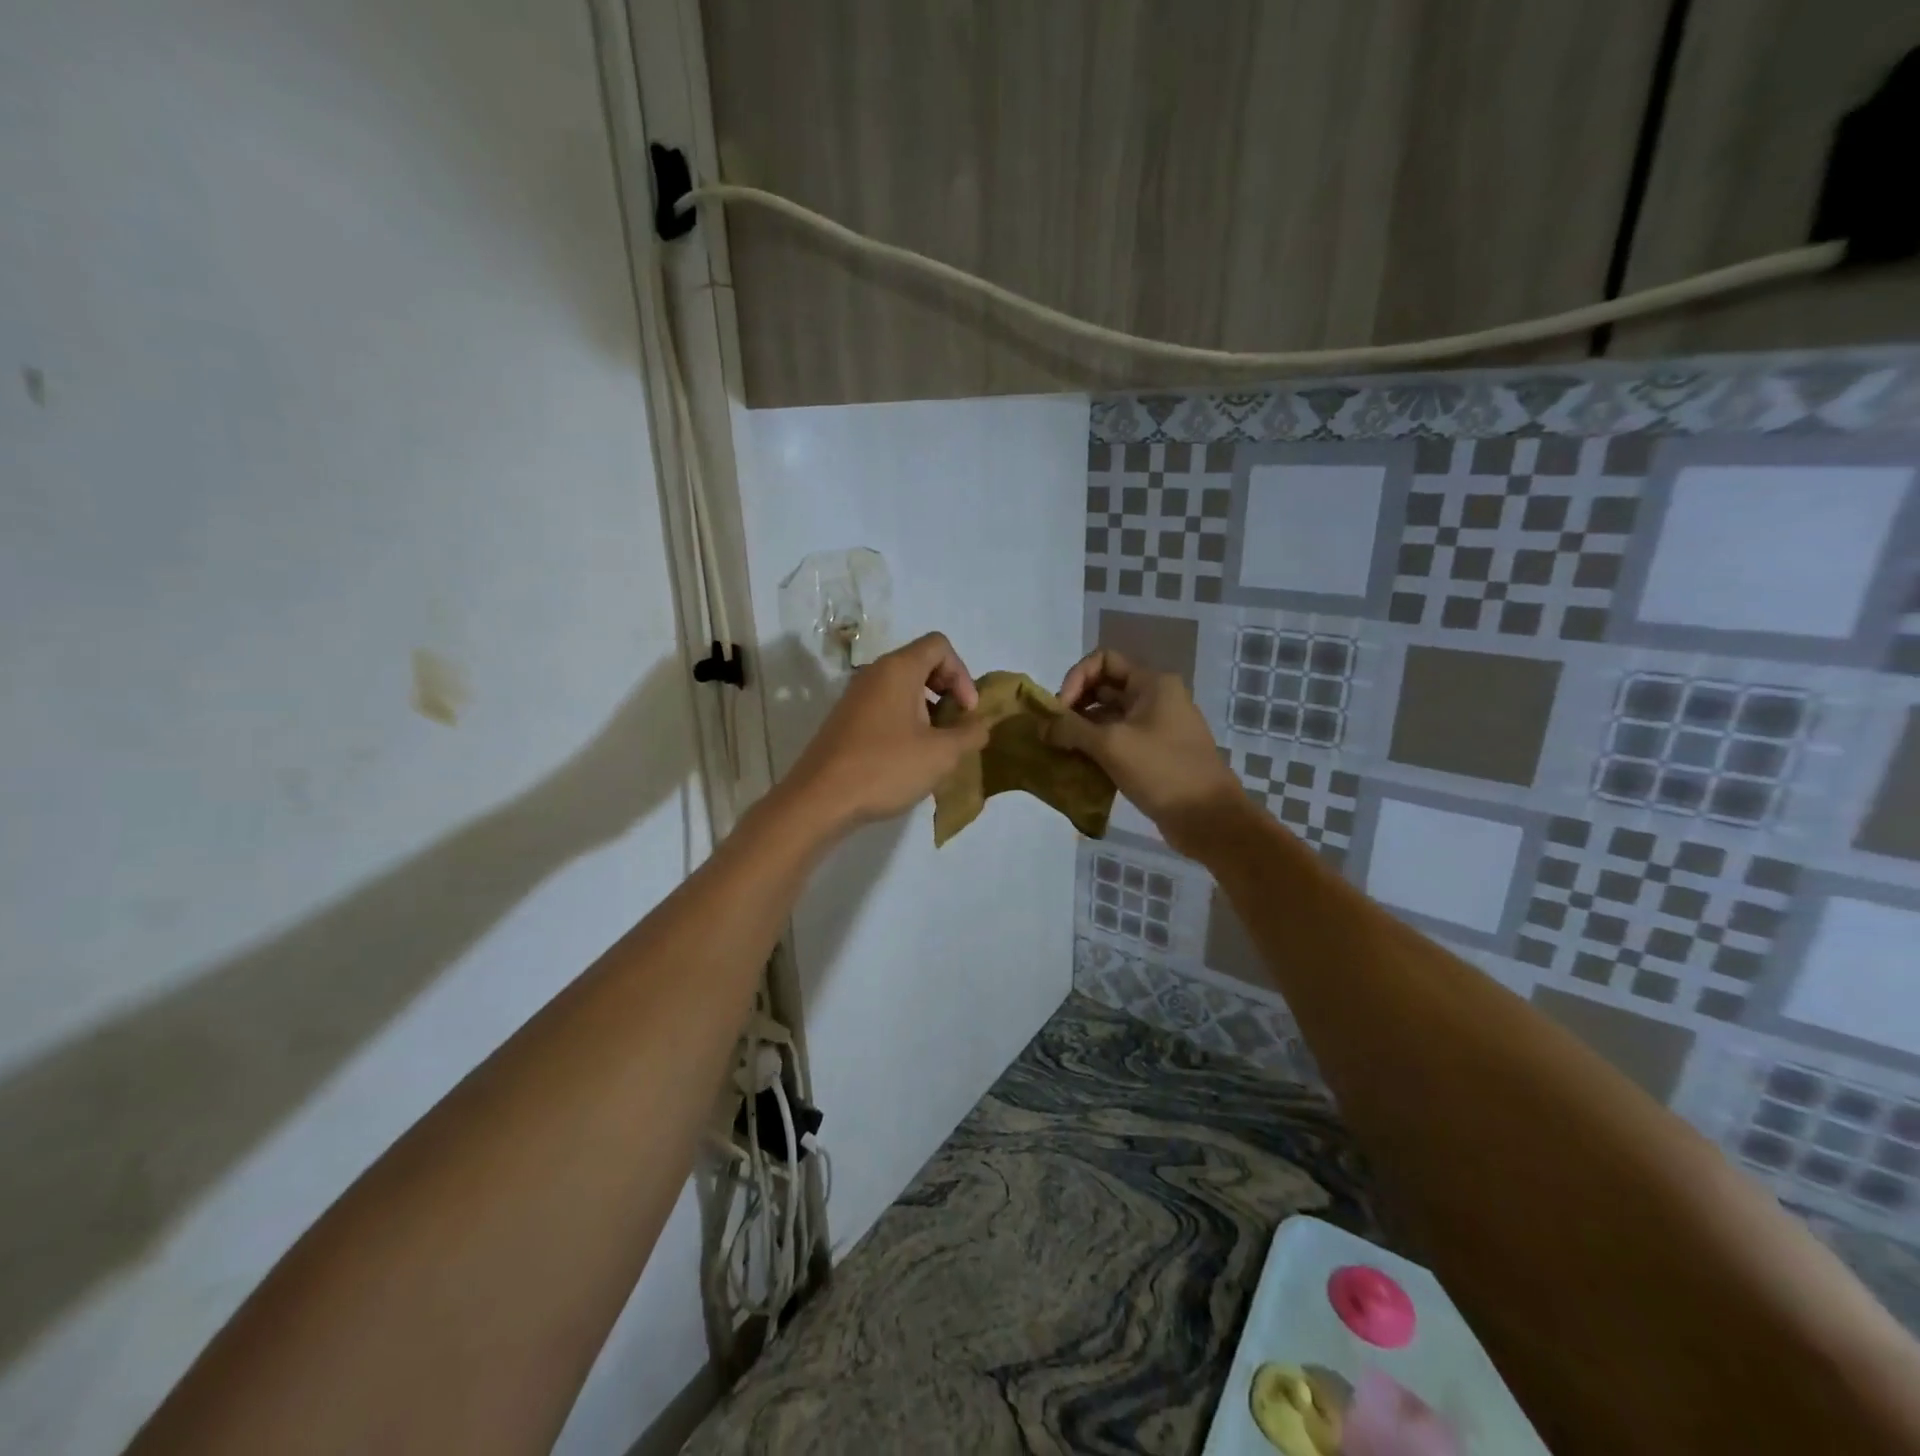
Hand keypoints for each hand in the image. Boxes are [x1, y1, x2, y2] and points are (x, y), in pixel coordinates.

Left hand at [782, 632, 990, 830]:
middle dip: (947, 691)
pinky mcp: (846, 720)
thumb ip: (970, 734)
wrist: (820, 799)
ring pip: (902, 688)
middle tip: (955, 728)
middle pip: (921, 663)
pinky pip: (885, 707)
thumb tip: (980, 725)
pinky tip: (909, 758)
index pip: (939, 645)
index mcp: (898, 670)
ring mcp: (856, 697)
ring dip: (927, 710)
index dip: (962, 674)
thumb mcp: (941, 754)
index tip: (966, 711)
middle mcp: (874, 674)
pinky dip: (905, 721)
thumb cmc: (885, 768)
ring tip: (936, 747)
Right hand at [1044, 649, 1248, 854]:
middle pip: (1104, 687)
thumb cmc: (1162, 771)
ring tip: (1060, 750)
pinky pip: (1118, 741)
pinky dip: (1097, 748)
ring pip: (1110, 717)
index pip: (1103, 660)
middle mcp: (1155, 698)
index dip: (1076, 678)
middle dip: (1075, 705)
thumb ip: (1071, 729)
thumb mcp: (1111, 745)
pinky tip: (1078, 766)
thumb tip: (1042, 726)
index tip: (1061, 710)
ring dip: (1083, 729)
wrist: (1209, 818)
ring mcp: (1156, 727)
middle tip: (1054, 732)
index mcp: (1152, 683)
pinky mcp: (1154, 754)